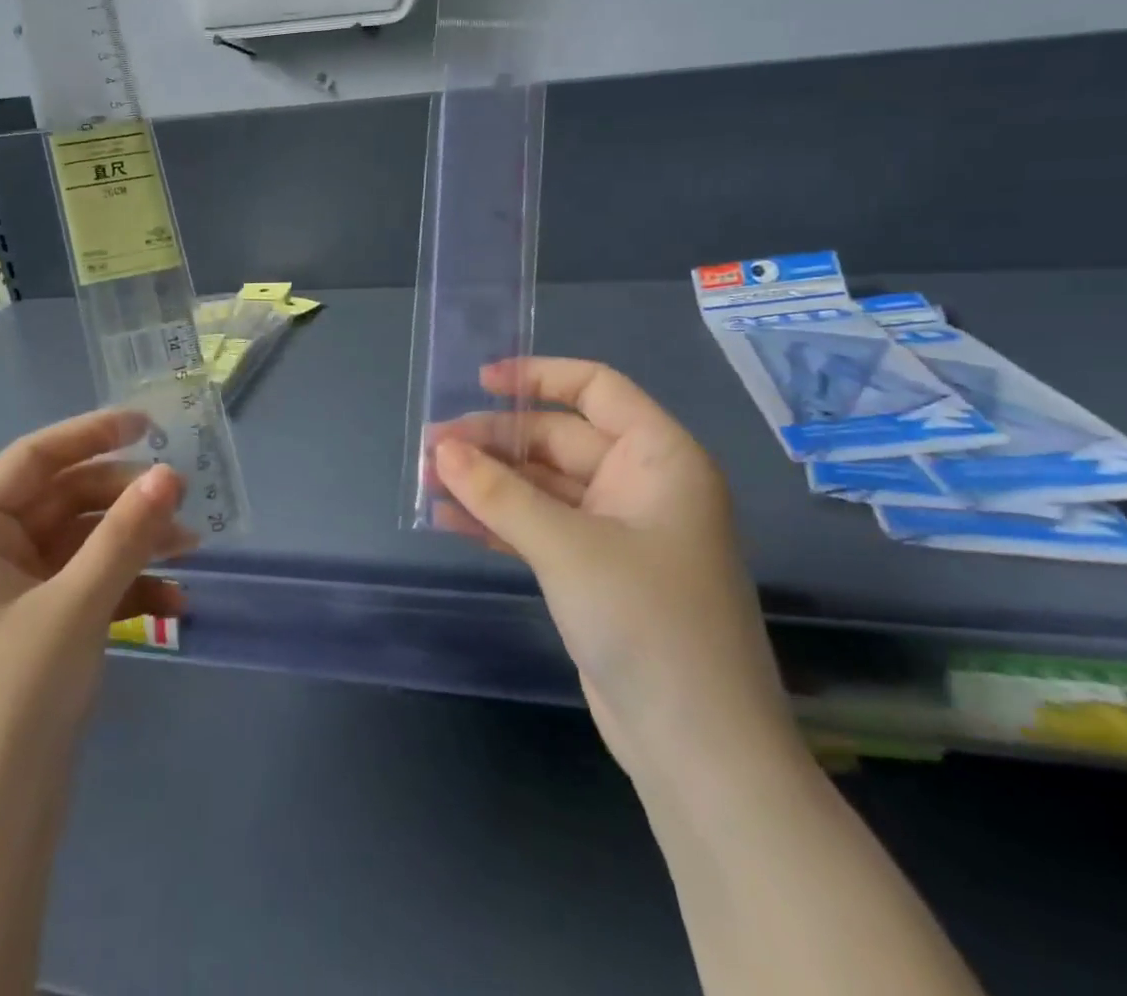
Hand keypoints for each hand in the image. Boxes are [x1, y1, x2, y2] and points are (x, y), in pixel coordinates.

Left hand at [0, 407, 194, 871]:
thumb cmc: (10, 705)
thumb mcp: (75, 607)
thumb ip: (126, 534)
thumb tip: (171, 472)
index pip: (30, 460)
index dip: (90, 434)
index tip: (149, 424)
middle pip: (59, 503)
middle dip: (123, 501)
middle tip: (182, 499)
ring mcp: (2, 601)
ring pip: (76, 547)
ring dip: (131, 545)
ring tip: (191, 549)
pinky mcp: (27, 638)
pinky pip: (79, 591)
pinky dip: (122, 589)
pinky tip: (172, 601)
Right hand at [432, 358, 795, 782]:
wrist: (699, 750)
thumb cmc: (648, 623)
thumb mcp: (567, 548)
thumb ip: (500, 494)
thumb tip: (441, 450)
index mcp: (659, 459)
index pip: (597, 389)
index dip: (539, 376)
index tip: (481, 381)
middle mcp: (642, 485)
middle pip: (558, 439)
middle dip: (495, 441)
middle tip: (431, 448)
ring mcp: (618, 531)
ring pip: (543, 486)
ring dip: (489, 482)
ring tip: (428, 478)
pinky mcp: (596, 572)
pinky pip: (541, 527)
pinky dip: (499, 520)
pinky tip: (450, 518)